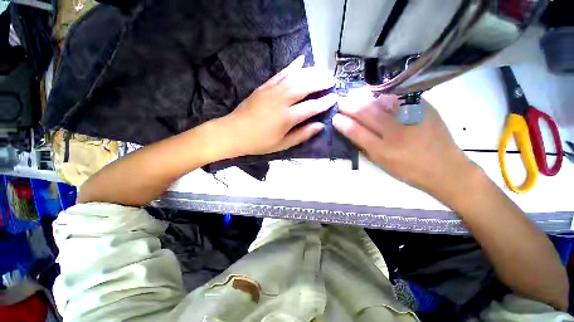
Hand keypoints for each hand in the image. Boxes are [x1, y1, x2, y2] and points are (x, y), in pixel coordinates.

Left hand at [218, 56, 336, 156]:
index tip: (335, 98)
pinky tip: (301, 60)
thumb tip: (320, 126)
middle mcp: (281, 100)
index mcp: (286, 117)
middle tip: (332, 79)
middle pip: (305, 86)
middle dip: (321, 81)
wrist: (233, 132)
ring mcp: (272, 90)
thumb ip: (302, 135)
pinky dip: (292, 66)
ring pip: (295, 76)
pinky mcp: (264, 86)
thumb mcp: (282, 144)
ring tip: (322, 70)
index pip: (311, 107)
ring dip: (311, 71)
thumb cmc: (259, 142)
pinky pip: (281, 73)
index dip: (324, 102)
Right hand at [333, 94, 475, 197]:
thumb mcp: (382, 164)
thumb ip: (365, 147)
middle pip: (367, 113)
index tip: (335, 117)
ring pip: (381, 101)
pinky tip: (375, 94)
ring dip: (363, 97)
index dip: (343, 123)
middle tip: (340, 101)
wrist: (446, 169)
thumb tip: (351, 131)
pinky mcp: (424, 108)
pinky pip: (398, 97)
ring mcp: (411, 117)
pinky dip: (383, 95)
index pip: (356, 132)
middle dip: (349, 106)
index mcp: (383, 150)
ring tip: (353, 95)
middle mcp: (396, 132)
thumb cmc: (408, 171)